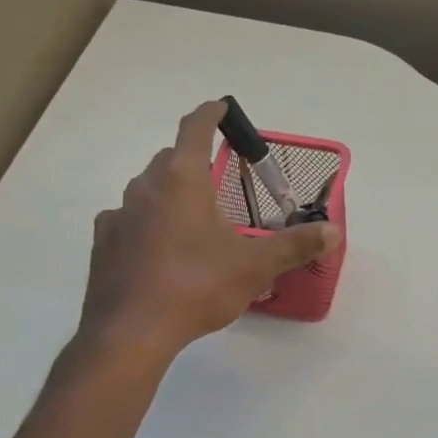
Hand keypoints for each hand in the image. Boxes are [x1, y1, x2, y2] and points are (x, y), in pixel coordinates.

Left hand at [73, 101, 339, 364]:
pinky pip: (129, 221)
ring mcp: (119, 216)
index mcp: (182, 180)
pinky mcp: (104, 244)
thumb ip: (294, 245)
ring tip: (192, 218)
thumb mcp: (255, 266)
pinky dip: (147, 223)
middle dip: (192, 159)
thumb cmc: (197, 286)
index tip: (220, 106)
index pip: (194, 129)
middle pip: (170, 159)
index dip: (210, 114)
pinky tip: (159, 248)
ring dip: (169, 193)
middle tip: (217, 177)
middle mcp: (145, 188)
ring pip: (147, 190)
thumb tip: (332, 232)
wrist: (131, 331)